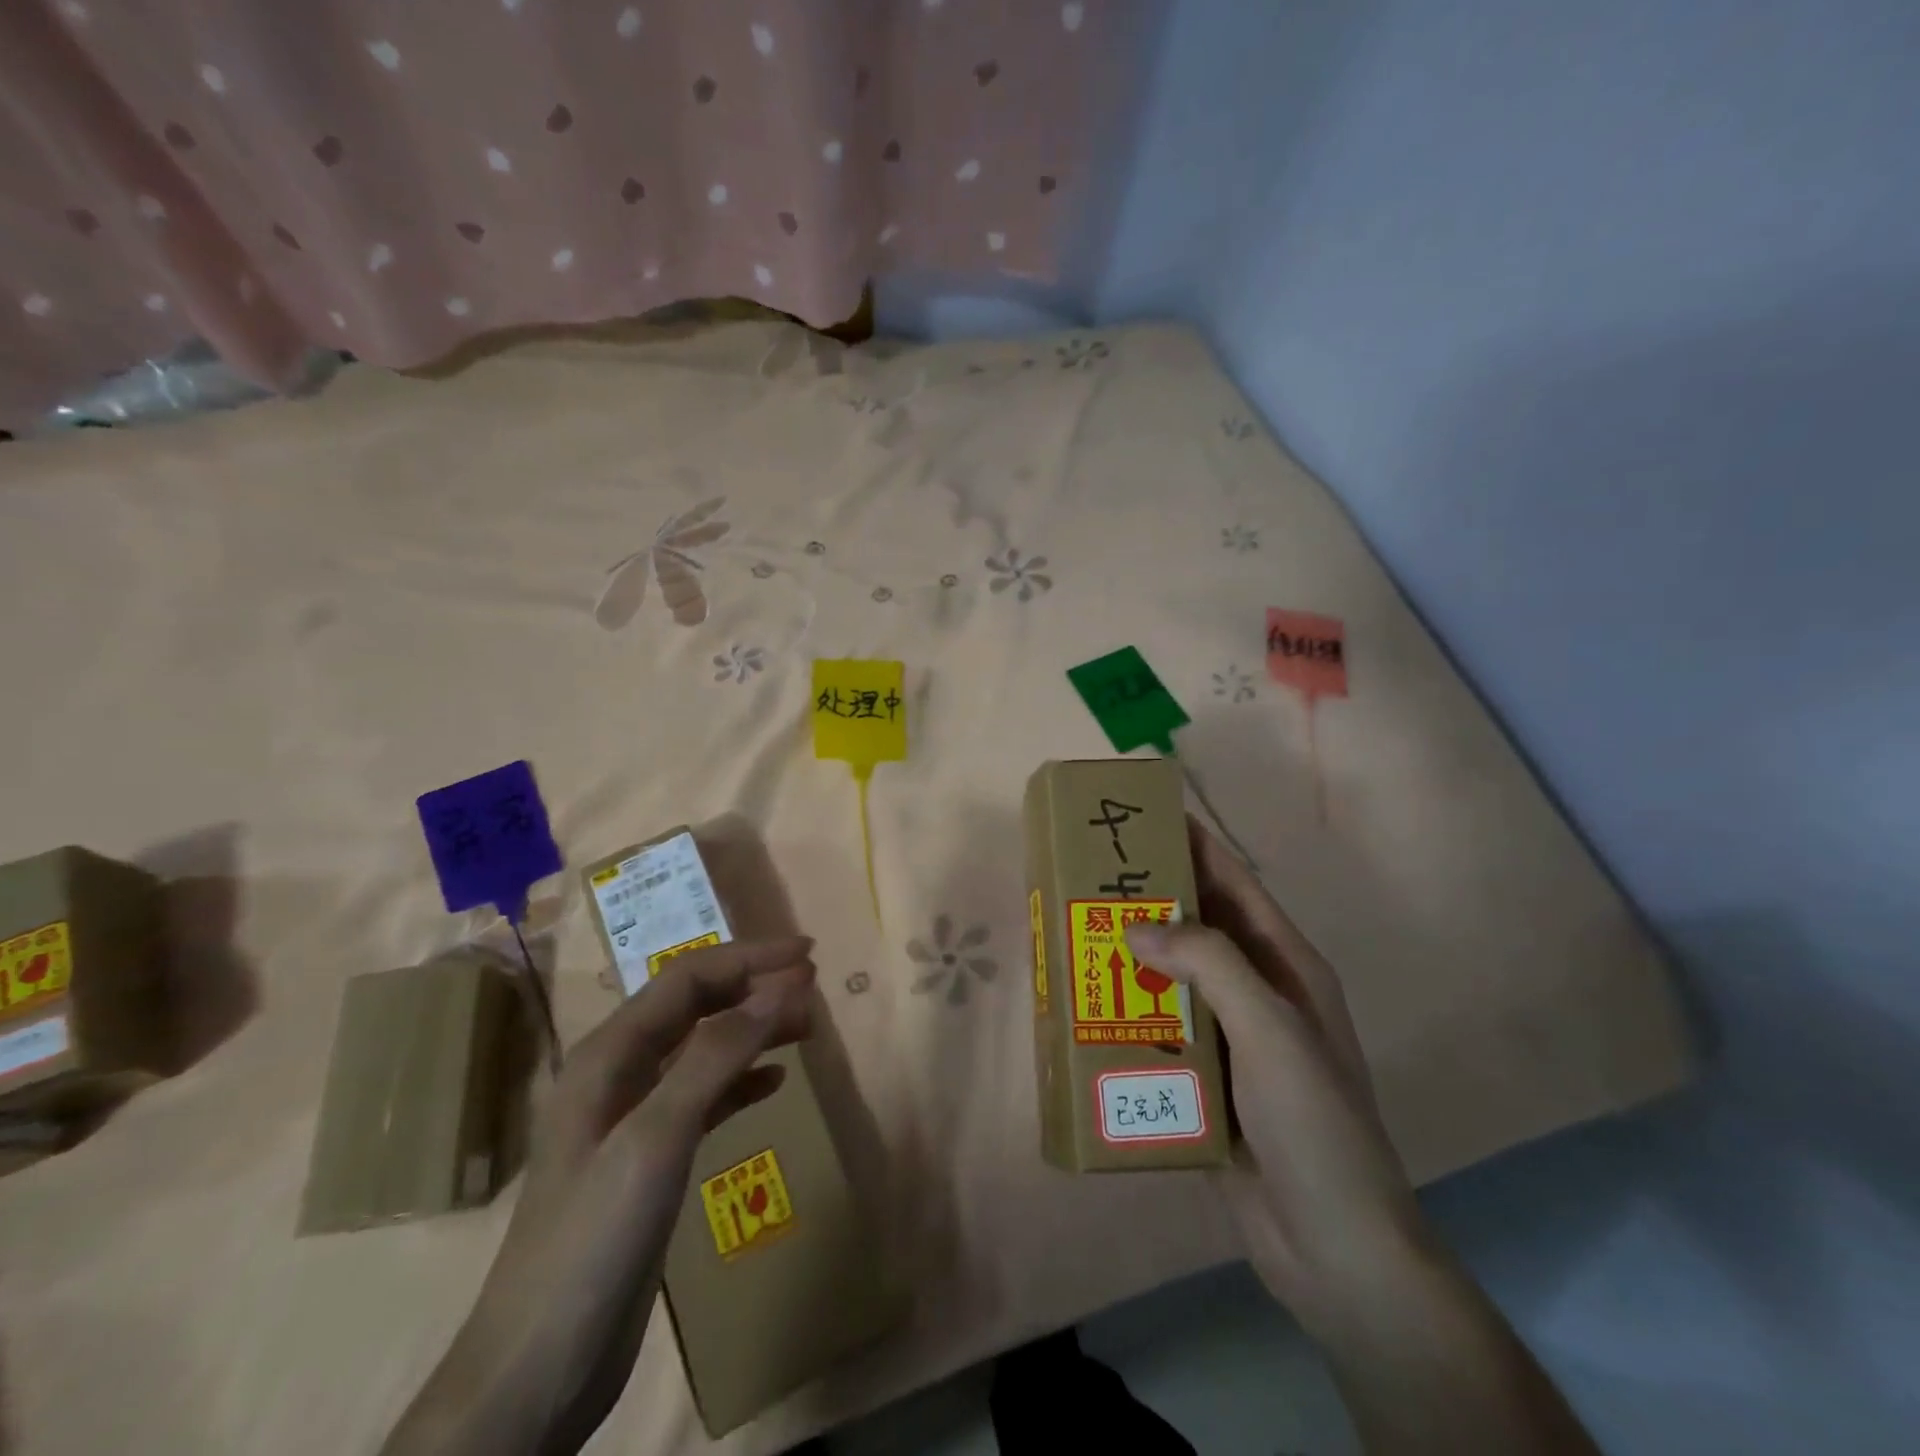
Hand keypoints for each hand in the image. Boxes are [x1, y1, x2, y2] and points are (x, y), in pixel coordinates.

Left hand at [384, 937, 816, 1455]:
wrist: (536, 1372)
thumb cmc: (593, 1241)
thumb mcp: (657, 1138)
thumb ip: (716, 1056)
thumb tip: (780, 989)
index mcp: (609, 1054)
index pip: (688, 979)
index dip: (749, 958)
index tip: (808, 955)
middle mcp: (618, 1073)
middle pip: (695, 1006)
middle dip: (754, 987)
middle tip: (814, 986)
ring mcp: (632, 1117)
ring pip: (703, 1048)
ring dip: (754, 1029)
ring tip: (806, 1025)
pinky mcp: (649, 1158)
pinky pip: (704, 1096)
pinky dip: (741, 1079)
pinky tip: (774, 1080)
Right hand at [1125, 821, 1429, 1330]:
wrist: (1335, 1248)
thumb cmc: (1316, 1124)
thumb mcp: (1271, 1030)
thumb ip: (1209, 965)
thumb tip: (1137, 927)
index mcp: (1286, 965)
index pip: (1235, 884)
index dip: (1196, 845)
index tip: (1147, 815)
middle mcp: (1259, 991)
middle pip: (1198, 927)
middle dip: (1151, 898)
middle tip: (1091, 875)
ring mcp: (1233, 1037)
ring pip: (1174, 978)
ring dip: (1133, 957)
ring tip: (1078, 933)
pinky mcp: (1207, 1079)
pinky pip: (1162, 1028)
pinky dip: (1129, 1012)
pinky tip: (1089, 1007)